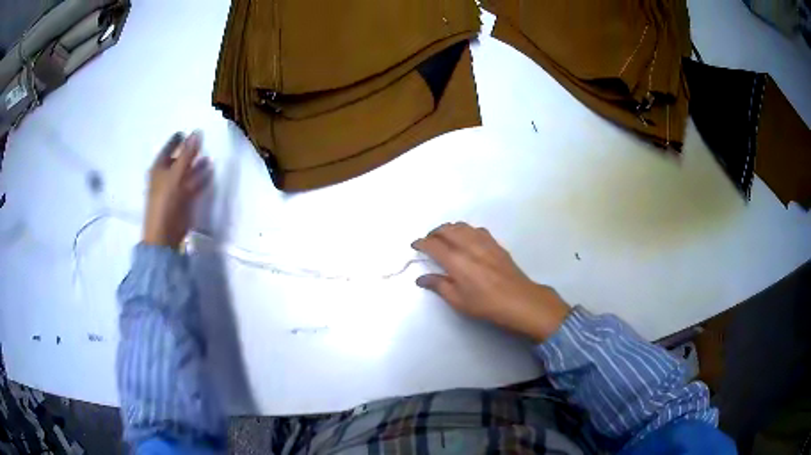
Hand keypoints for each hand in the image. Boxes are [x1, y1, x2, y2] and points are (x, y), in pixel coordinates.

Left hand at [143, 131, 210, 247]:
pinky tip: (210, 173)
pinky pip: (193, 185)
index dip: (176, 140)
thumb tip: (197, 132)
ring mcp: (175, 189)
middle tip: (201, 142)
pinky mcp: (183, 200)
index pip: (168, 148)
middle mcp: (166, 176)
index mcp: (159, 168)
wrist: (165, 233)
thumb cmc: (165, 200)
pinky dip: (201, 179)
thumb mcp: (175, 174)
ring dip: (197, 166)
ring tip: (209, 157)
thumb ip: (187, 154)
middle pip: (178, 160)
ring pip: (187, 173)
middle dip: (189, 152)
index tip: (185, 131)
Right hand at [412, 222, 570, 342]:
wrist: (518, 300)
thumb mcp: (458, 300)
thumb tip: (421, 278)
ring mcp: (484, 242)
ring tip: (445, 238)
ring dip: (449, 228)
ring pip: (461, 226)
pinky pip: (476, 229)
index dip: (421, 243)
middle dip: (434, 233)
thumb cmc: (486, 304)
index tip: (415, 245)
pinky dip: (465, 230)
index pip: (433, 244)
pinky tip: (466, 239)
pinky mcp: (495, 244)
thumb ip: (439, 285)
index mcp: (456, 261)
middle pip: (446, 230)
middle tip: (428, 242)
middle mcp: (468, 246)